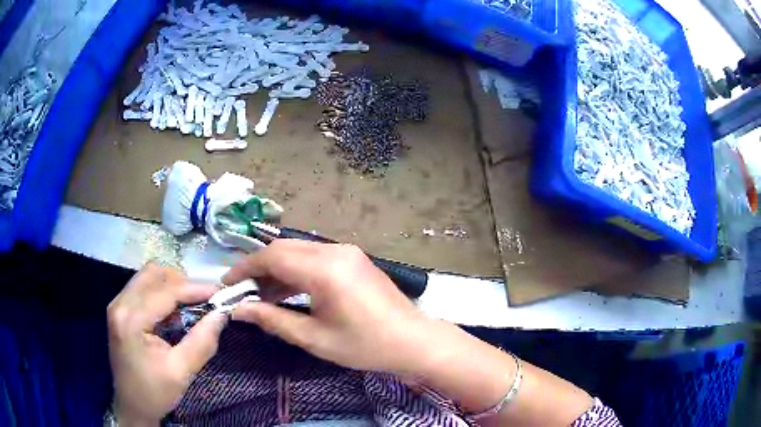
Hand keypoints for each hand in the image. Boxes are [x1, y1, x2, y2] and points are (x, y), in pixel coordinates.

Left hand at [107, 264, 226, 425]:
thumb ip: (202, 342)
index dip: (195, 288)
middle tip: (204, 301)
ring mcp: (117, 304)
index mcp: (131, 320)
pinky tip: (173, 311)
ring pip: (148, 276)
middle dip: (182, 282)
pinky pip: (142, 287)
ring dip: (172, 285)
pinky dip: (162, 292)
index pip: (166, 291)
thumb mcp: (181, 372)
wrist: (131, 406)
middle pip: (154, 273)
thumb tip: (221, 314)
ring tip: (190, 305)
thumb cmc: (154, 393)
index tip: (221, 293)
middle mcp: (120, 303)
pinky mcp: (120, 309)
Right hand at [225, 240, 433, 372]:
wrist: (413, 341)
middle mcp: (335, 251)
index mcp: (325, 269)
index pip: (272, 257)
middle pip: (283, 249)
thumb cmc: (365, 346)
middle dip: (258, 267)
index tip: (227, 284)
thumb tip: (239, 310)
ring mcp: (347, 252)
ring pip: (298, 252)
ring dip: (277, 270)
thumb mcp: (314, 338)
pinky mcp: (353, 259)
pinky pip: (315, 258)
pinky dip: (296, 272)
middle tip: (241, 291)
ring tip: (259, 295)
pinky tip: (285, 292)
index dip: (245, 268)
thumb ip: (273, 320)